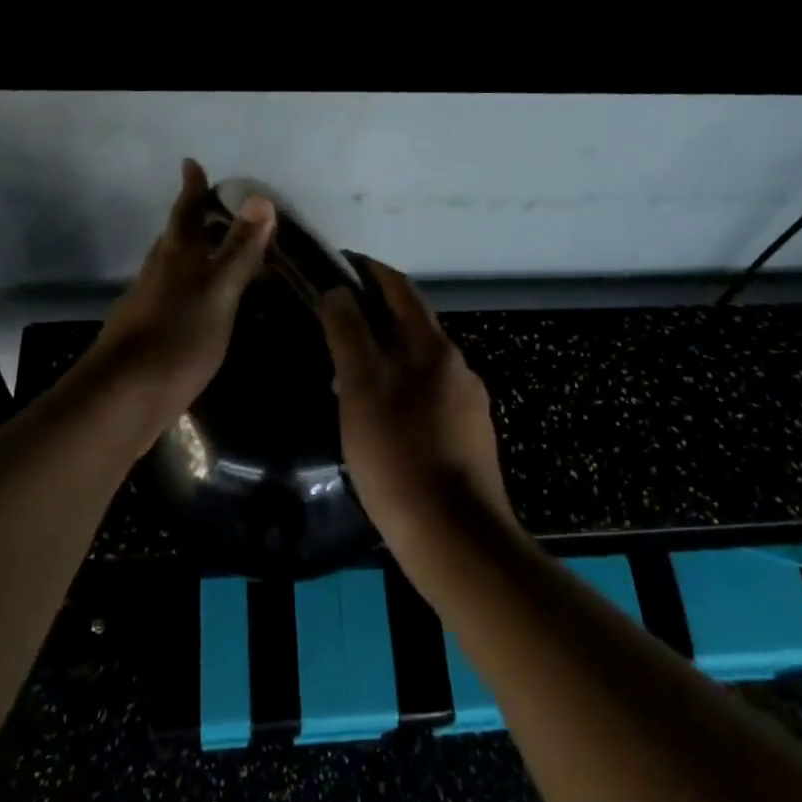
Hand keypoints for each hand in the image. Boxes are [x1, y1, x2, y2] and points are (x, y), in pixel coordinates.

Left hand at [83, 159, 275, 422]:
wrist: (125, 396)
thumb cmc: (179, 336)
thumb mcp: (220, 291)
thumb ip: (240, 249)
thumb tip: (259, 198)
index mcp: (176, 254)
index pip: (186, 210)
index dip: (193, 187)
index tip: (192, 164)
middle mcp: (159, 271)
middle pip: (179, 236)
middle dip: (199, 221)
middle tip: (226, 213)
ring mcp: (150, 302)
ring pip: (178, 267)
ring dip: (200, 256)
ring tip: (227, 257)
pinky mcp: (150, 331)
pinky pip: (178, 295)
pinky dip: (197, 287)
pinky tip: (211, 305)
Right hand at [318, 255, 516, 552]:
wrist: (455, 538)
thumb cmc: (399, 458)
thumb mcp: (362, 391)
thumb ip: (349, 336)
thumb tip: (338, 291)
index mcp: (433, 349)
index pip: (401, 290)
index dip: (371, 271)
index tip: (341, 263)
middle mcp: (458, 368)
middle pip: (412, 327)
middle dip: (374, 316)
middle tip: (332, 323)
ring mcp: (468, 405)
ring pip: (419, 365)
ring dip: (385, 357)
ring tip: (345, 375)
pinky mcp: (469, 438)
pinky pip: (428, 398)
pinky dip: (399, 390)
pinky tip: (379, 420)